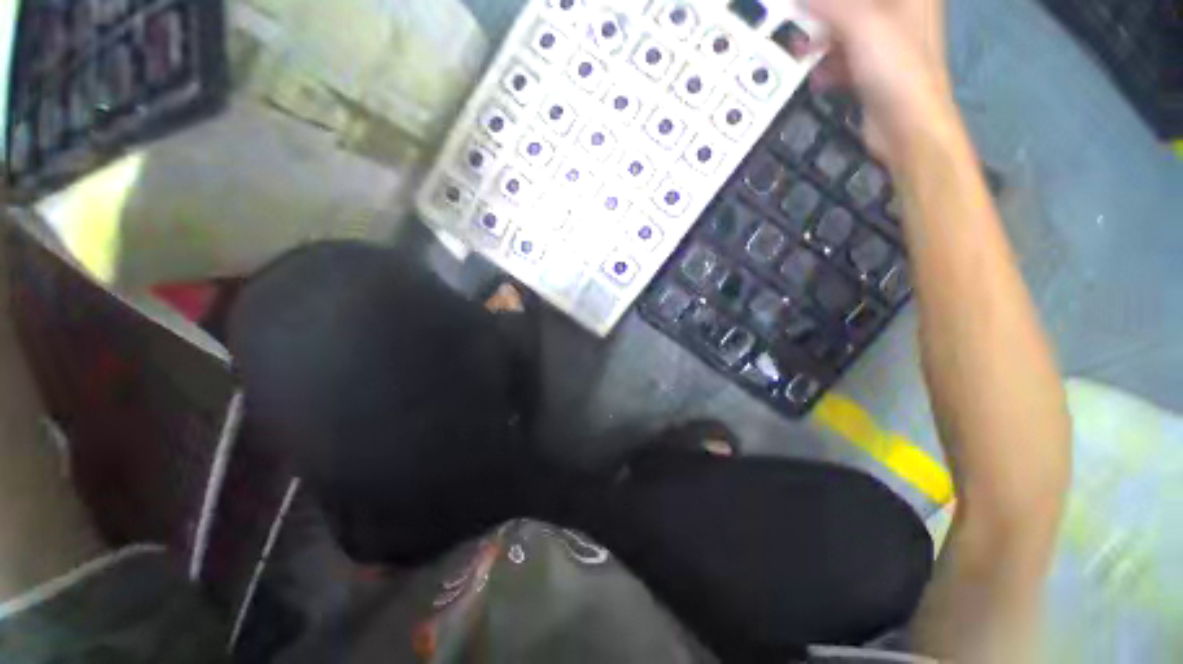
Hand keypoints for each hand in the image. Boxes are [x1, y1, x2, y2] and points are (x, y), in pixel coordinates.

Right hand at [804, 0, 955, 164]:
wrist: (906, 125)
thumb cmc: (894, 66)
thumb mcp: (861, 24)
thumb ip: (829, 4)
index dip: (832, 0)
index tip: (808, 5)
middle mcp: (902, 12)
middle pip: (856, 6)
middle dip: (825, 14)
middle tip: (799, 19)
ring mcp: (888, 44)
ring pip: (848, 31)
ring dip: (822, 41)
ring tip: (801, 51)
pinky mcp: (875, 71)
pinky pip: (847, 59)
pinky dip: (829, 66)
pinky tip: (815, 76)